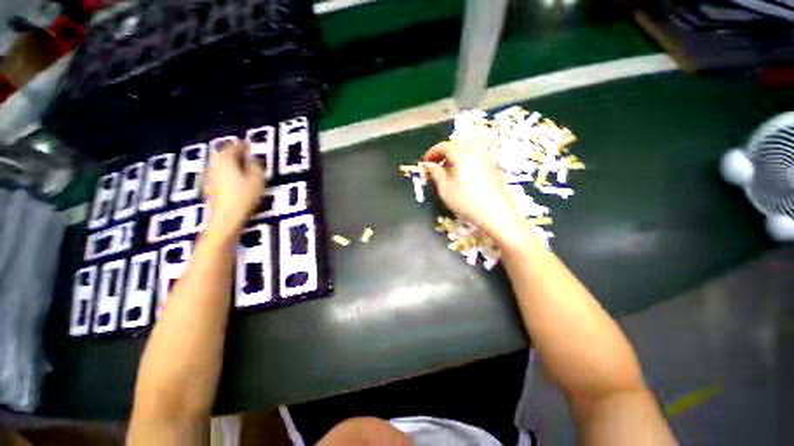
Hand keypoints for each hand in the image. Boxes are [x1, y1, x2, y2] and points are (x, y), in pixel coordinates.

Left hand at [203, 142, 264, 237]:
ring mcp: (209, 176)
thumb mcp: (257, 180)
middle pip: (224, 153)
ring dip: (230, 162)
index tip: (251, 144)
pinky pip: (218, 173)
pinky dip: (226, 172)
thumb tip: (254, 160)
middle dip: (235, 152)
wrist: (225, 219)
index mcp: (226, 159)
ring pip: (220, 163)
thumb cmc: (243, 197)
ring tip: (242, 166)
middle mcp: (214, 164)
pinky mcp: (209, 187)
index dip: (245, 145)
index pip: (236, 146)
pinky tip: (233, 180)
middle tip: (246, 154)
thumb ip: (257, 166)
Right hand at [423, 140, 525, 246]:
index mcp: (462, 154)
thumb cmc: (466, 202)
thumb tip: (428, 164)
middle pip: (456, 145)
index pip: (444, 146)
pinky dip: (464, 161)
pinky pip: (475, 157)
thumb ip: (435, 173)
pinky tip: (462, 175)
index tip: (425, 163)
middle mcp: (476, 151)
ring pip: (466, 150)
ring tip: (447, 171)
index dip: (432, 153)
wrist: (496, 214)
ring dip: (454, 157)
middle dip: (443, 154)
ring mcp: (486, 158)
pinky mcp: (493, 166)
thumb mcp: (445, 189)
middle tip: (435, 166)